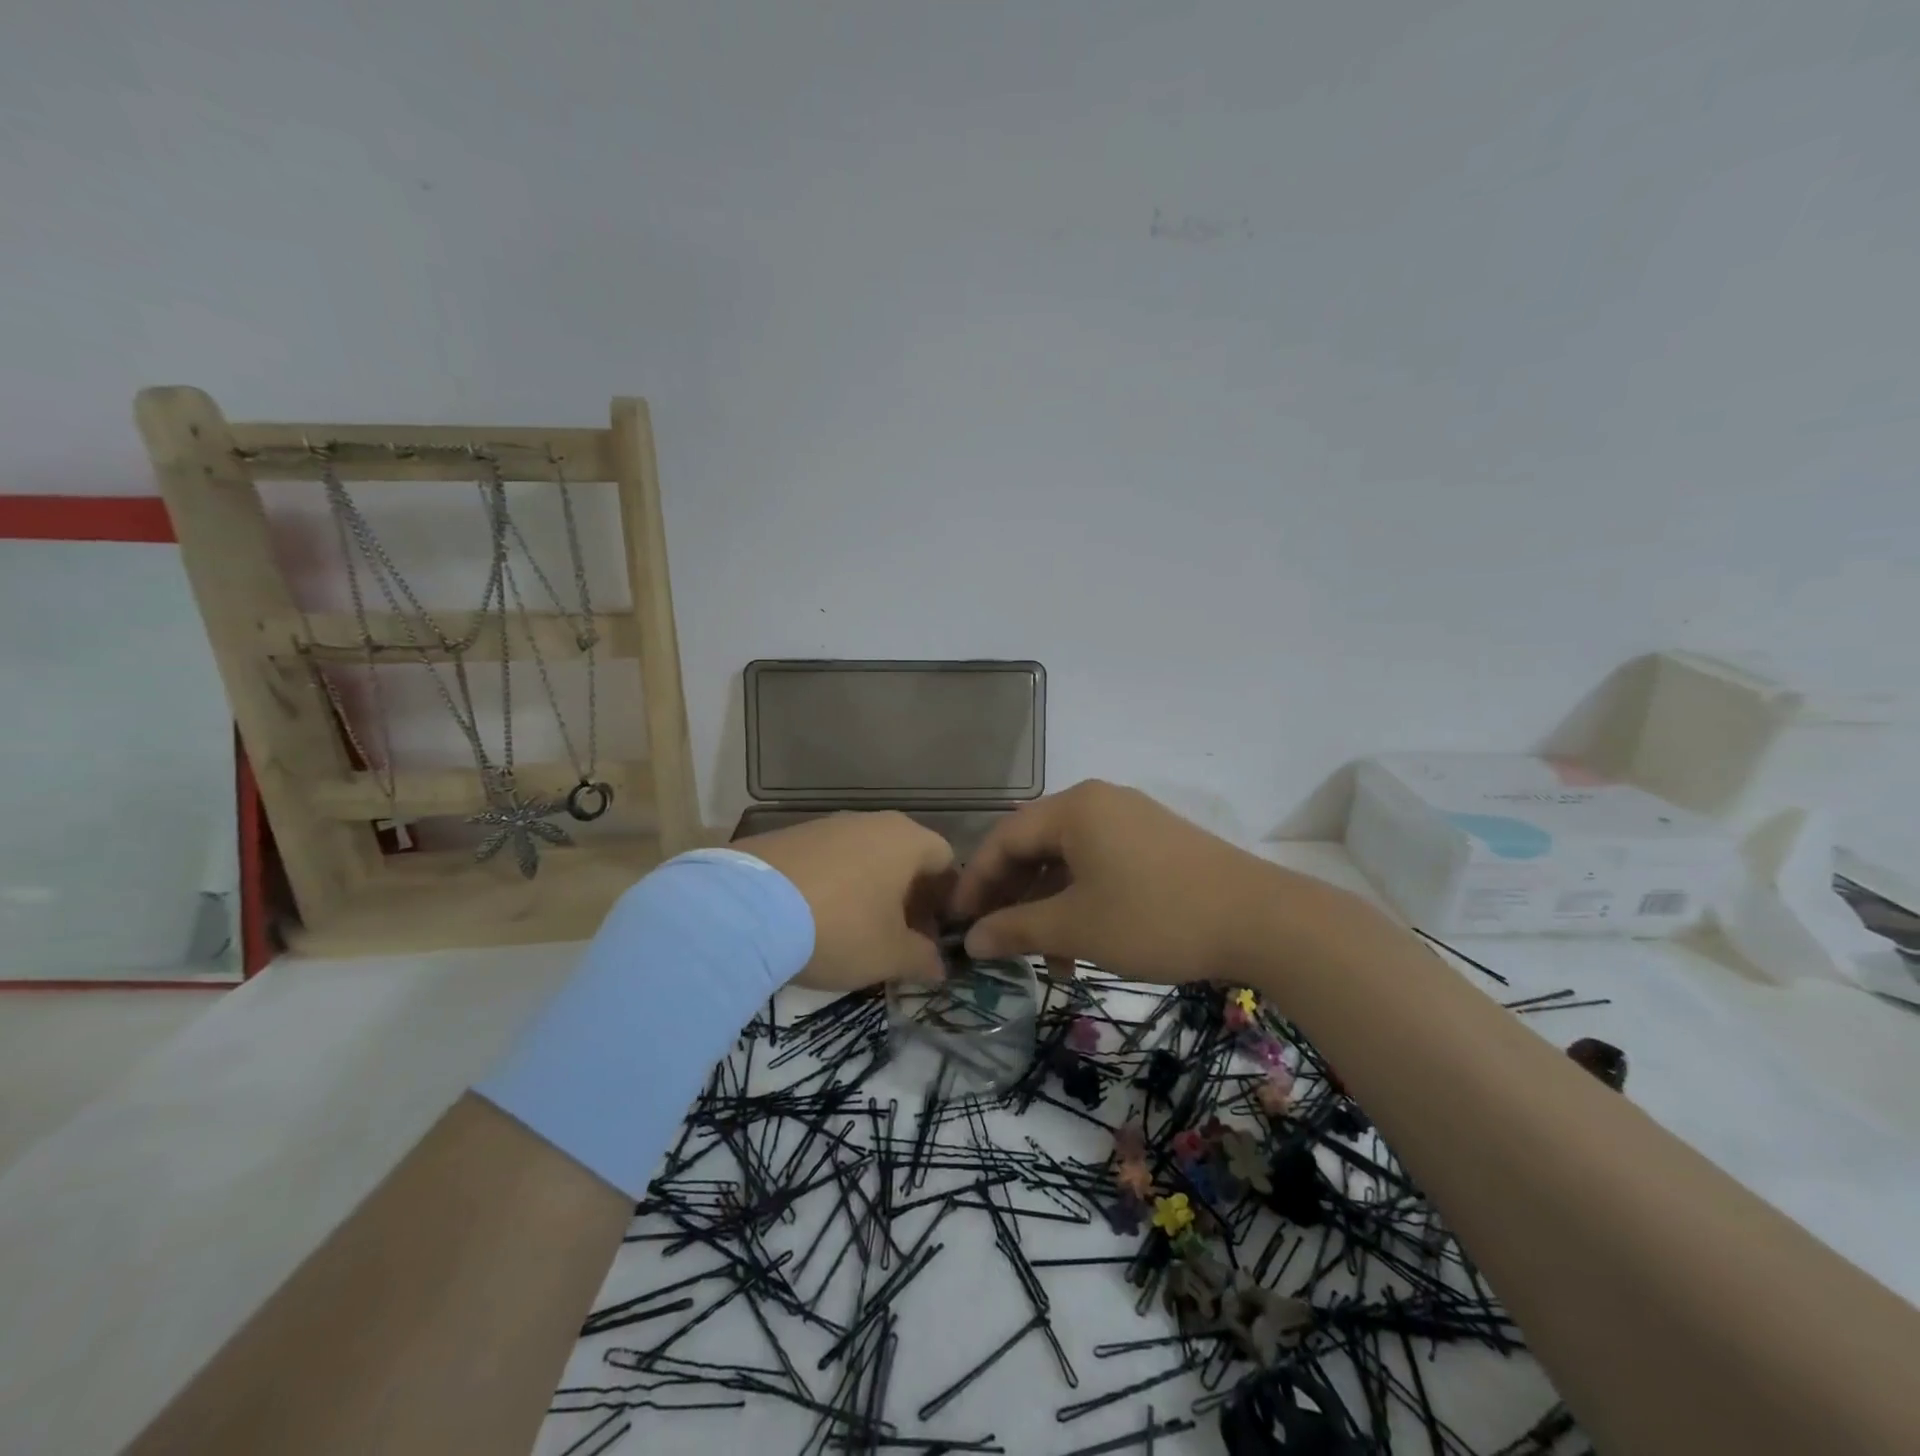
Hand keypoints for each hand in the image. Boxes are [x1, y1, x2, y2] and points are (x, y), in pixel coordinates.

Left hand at [736, 811, 955, 990]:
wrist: (746, 908)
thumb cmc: (840, 927)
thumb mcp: (889, 955)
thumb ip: (922, 959)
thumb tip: (938, 966)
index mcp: (907, 840)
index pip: (945, 862)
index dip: (945, 902)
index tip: (933, 937)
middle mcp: (872, 822)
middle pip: (905, 858)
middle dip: (908, 899)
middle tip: (898, 940)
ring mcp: (828, 824)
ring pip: (865, 857)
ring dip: (870, 892)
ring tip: (854, 933)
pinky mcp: (790, 835)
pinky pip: (829, 860)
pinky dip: (834, 886)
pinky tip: (816, 919)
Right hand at [950, 780, 1279, 983]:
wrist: (1263, 921)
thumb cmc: (1155, 917)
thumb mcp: (1077, 927)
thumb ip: (1015, 929)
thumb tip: (970, 940)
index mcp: (1074, 808)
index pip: (1003, 838)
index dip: (975, 882)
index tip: (957, 923)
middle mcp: (1099, 802)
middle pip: (1034, 846)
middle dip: (1012, 897)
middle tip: (996, 940)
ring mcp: (1131, 820)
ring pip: (1068, 860)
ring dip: (1048, 907)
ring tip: (1046, 959)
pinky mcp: (1156, 843)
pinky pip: (1100, 865)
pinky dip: (1082, 901)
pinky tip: (1083, 945)